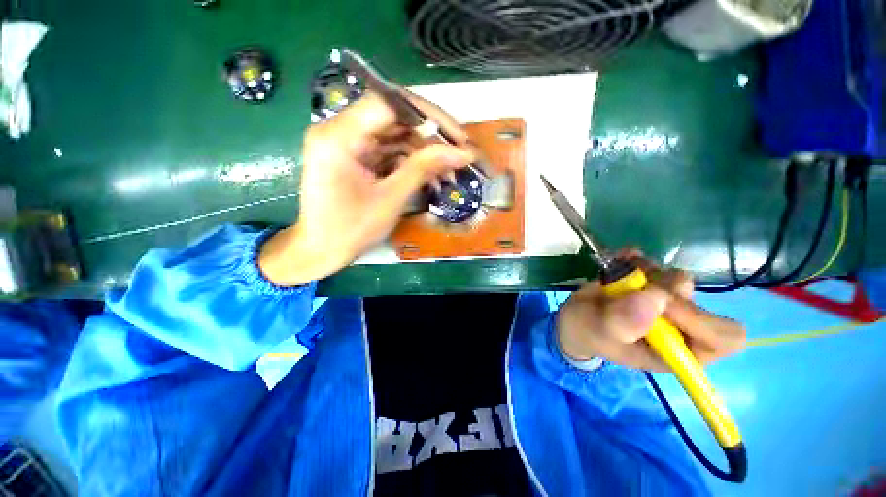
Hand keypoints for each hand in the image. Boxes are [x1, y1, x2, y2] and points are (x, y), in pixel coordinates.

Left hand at [259, 91, 474, 285]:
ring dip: (424, 151)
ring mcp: (347, 142)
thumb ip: (423, 169)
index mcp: (339, 136)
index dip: (429, 115)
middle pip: (394, 116)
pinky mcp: (355, 155)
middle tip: (459, 153)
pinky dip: (411, 161)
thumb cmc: (351, 230)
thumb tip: (462, 152)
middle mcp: (339, 129)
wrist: (321, 250)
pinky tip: (431, 176)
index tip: (458, 136)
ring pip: (395, 134)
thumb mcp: (391, 199)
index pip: (389, 103)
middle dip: (430, 136)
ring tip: (449, 170)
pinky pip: (389, 150)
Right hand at [557, 253, 745, 370]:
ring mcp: (666, 302)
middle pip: (698, 301)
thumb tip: (657, 298)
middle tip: (633, 288)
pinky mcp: (649, 282)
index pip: (723, 338)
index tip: (663, 306)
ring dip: (647, 273)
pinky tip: (620, 261)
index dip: (700, 320)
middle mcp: (680, 326)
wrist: (575, 318)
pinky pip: (655, 263)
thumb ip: (623, 322)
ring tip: (618, 278)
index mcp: (678, 351)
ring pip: (677, 278)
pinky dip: (636, 258)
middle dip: (663, 291)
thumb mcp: (598, 332)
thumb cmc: (588, 333)